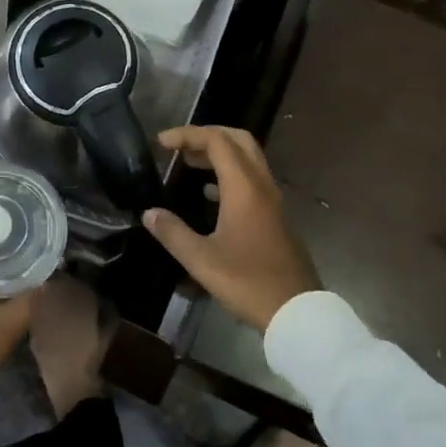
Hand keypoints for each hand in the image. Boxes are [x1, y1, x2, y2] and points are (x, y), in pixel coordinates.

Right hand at [143, 126, 320, 331]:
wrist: (297, 311)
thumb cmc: (247, 282)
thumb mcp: (202, 260)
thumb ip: (173, 233)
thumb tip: (149, 213)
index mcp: (244, 188)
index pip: (216, 141)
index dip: (187, 135)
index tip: (161, 143)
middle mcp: (261, 185)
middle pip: (238, 139)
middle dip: (206, 135)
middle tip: (179, 147)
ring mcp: (273, 199)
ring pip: (248, 158)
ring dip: (219, 154)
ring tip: (189, 165)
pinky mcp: (276, 215)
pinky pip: (252, 178)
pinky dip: (230, 174)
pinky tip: (209, 195)